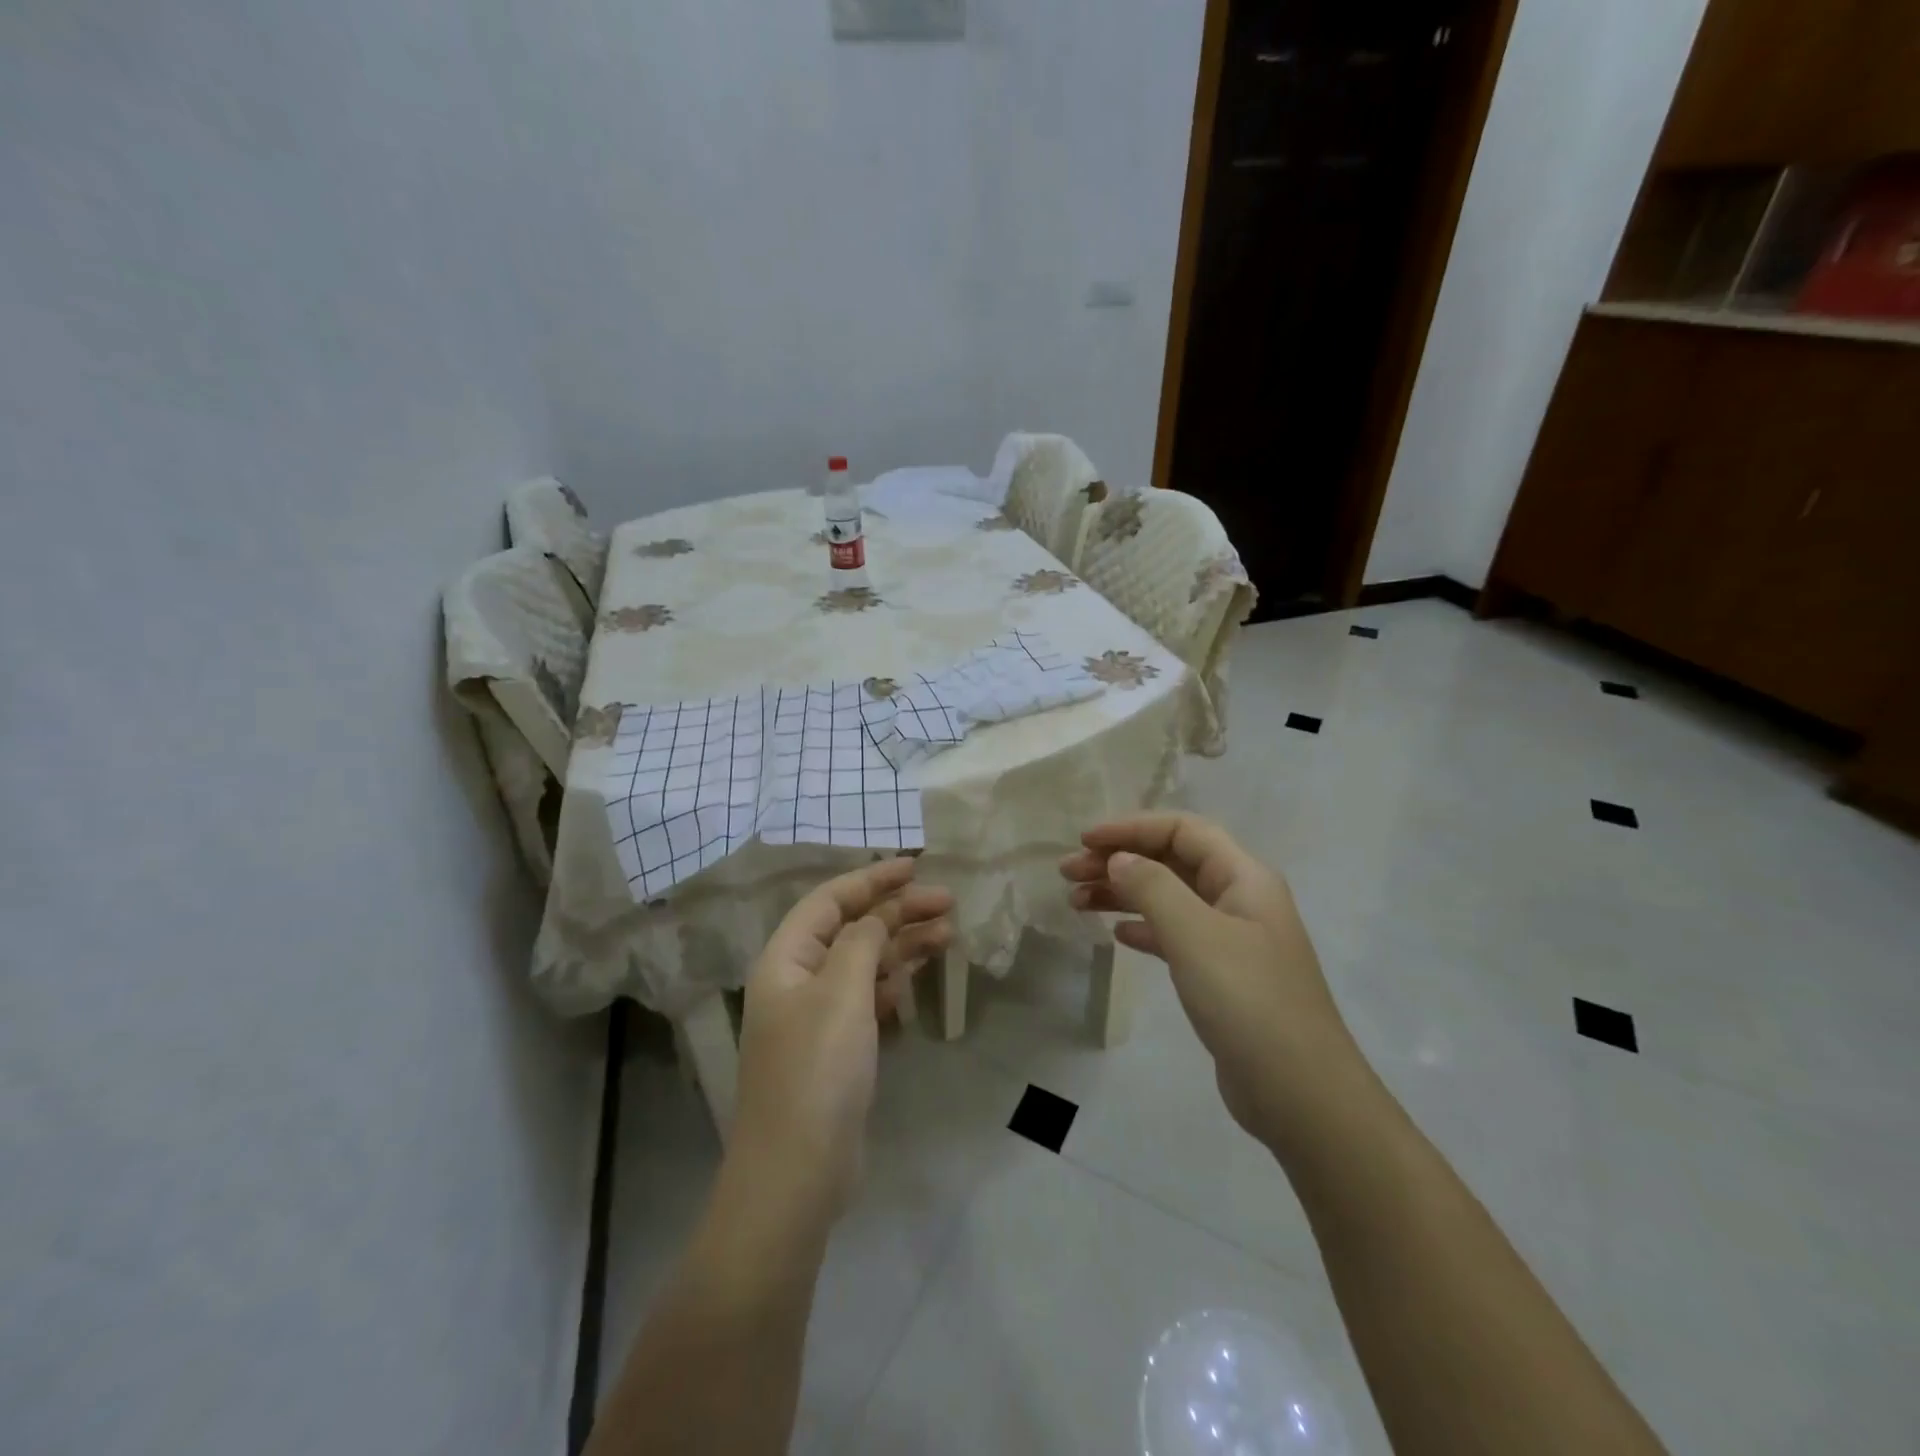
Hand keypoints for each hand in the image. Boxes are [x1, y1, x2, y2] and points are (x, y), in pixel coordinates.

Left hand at [730, 858, 953, 1221]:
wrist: (797, 1171)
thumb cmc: (817, 1069)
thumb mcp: (842, 993)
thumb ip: (862, 942)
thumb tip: (876, 916)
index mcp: (786, 959)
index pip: (829, 901)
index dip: (871, 879)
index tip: (915, 866)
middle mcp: (798, 980)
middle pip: (851, 929)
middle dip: (896, 911)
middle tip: (947, 902)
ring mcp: (818, 1015)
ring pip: (864, 962)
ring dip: (902, 944)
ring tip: (949, 932)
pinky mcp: (837, 1047)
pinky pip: (868, 996)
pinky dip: (895, 979)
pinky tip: (920, 972)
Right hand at [1061, 814, 1355, 1147]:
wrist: (1300, 1094)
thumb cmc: (1247, 1001)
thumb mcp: (1195, 935)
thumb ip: (1152, 888)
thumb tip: (1119, 859)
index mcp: (1244, 877)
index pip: (1182, 830)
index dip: (1132, 828)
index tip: (1085, 841)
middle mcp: (1240, 899)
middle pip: (1172, 861)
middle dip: (1119, 860)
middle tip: (1068, 873)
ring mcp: (1232, 939)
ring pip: (1169, 898)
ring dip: (1123, 894)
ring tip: (1076, 902)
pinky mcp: (1222, 976)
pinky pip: (1175, 935)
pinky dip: (1143, 929)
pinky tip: (1116, 935)